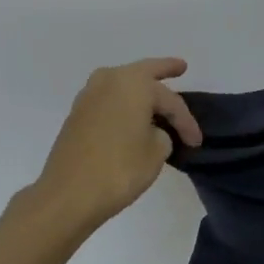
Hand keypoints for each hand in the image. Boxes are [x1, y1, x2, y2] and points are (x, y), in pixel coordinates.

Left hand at [29, 58, 202, 228]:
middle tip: (181, 67)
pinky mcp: (77, 114)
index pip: (171, 101)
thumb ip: (162, 134)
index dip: (186, 122)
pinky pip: (109, 99)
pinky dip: (123, 103)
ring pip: (123, 84)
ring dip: (140, 88)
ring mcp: (89, 95)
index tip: (196, 142)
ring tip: (156, 92)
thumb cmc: (119, 169)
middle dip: (164, 70)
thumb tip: (151, 132)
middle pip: (144, 73)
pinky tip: (132, 113)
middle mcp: (110, 80)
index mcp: (134, 84)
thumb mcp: (156, 152)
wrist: (67, 196)